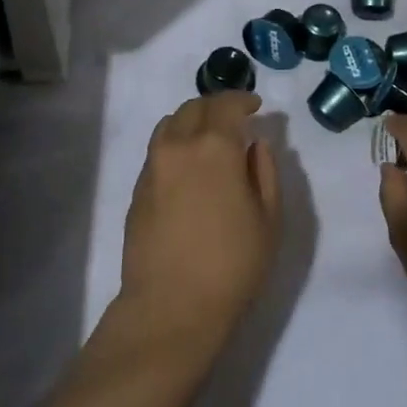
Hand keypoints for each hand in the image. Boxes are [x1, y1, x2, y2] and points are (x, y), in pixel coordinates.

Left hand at [120, 91, 281, 340]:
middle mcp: (179, 145)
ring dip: (191, 121)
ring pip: (170, 124)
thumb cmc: (231, 265)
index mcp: (215, 147)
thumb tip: (255, 145)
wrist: (170, 307)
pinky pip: (158, 150)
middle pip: (194, 107)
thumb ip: (265, 172)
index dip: (242, 99)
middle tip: (234, 119)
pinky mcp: (138, 189)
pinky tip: (188, 167)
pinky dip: (175, 144)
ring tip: (208, 138)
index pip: (226, 105)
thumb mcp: (268, 219)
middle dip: (216, 106)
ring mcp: (153, 166)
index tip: (255, 105)